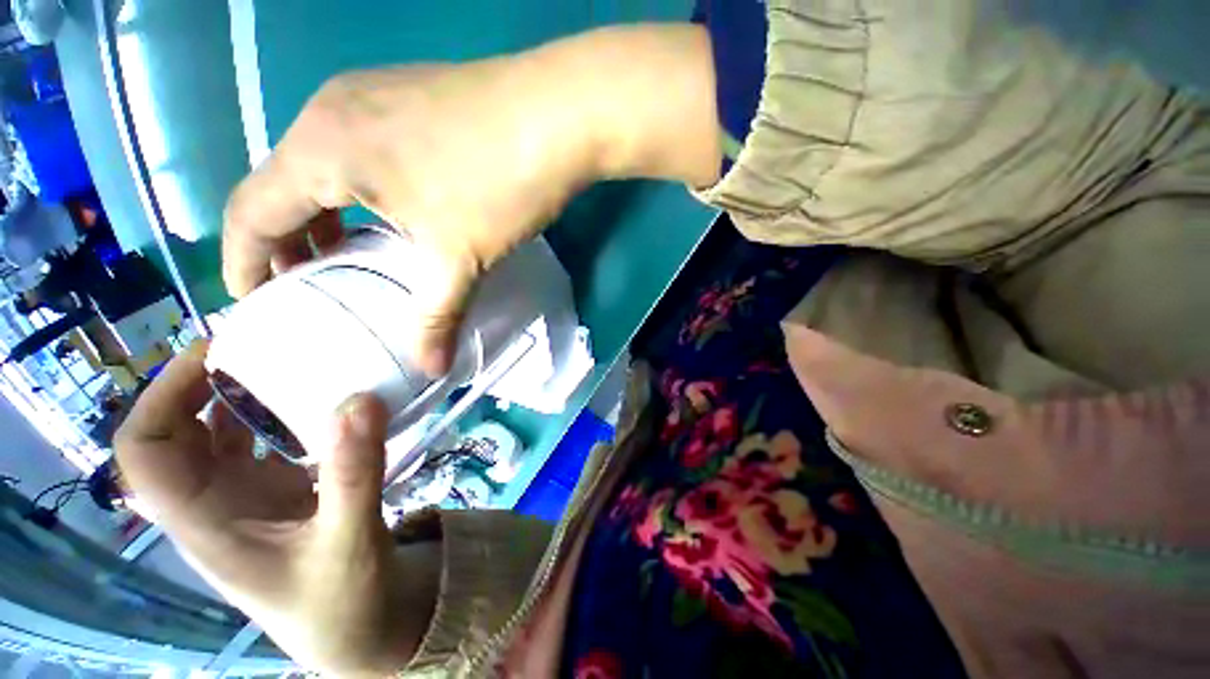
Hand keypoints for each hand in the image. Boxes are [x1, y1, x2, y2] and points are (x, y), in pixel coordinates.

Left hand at [114, 342, 438, 675]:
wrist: (357, 624)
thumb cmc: (341, 598)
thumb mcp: (349, 540)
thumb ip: (354, 473)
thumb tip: (361, 400)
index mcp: (206, 522)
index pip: (145, 453)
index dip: (162, 396)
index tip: (216, 352)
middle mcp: (213, 503)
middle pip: (177, 432)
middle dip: (205, 382)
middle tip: (264, 342)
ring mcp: (245, 496)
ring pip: (221, 434)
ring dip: (246, 394)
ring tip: (293, 359)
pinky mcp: (277, 491)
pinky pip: (264, 441)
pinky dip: (282, 412)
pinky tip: (320, 397)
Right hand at [223, 24, 717, 374]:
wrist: (559, 114)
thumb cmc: (499, 184)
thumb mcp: (461, 257)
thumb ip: (438, 315)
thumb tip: (432, 369)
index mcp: (323, 148)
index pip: (250, 210)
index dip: (243, 260)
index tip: (254, 300)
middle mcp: (332, 110)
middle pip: (283, 184)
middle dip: (288, 239)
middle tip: (310, 283)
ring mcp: (373, 94)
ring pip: (324, 163)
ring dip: (328, 212)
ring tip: (349, 254)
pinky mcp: (409, 94)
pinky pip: (360, 147)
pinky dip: (359, 187)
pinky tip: (392, 212)